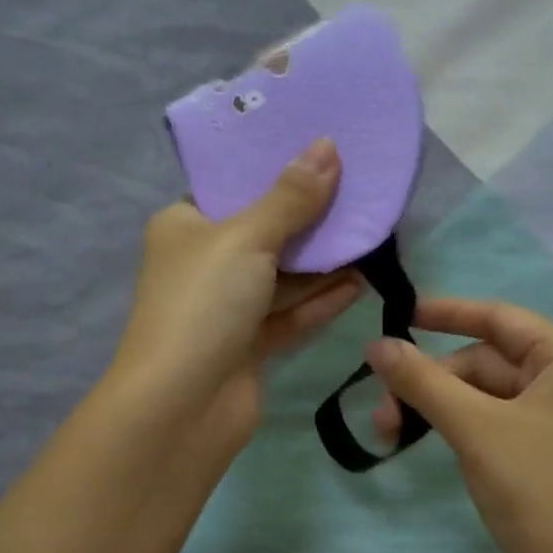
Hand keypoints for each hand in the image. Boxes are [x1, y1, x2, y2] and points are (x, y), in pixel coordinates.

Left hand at [112, 139, 363, 452]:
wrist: (181, 406)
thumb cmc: (204, 303)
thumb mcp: (246, 238)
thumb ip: (291, 198)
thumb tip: (328, 147)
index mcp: (185, 226)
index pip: (232, 188)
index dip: (274, 170)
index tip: (322, 151)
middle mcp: (203, 264)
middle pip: (264, 232)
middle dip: (309, 220)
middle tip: (360, 195)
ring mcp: (226, 309)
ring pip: (281, 277)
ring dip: (323, 264)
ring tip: (371, 239)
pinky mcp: (248, 346)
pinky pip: (289, 315)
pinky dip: (319, 301)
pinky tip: (358, 284)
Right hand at [365, 298, 552, 552]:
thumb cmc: (538, 490)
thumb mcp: (474, 427)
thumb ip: (422, 380)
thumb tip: (375, 344)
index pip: (501, 318)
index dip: (447, 313)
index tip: (399, 313)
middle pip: (487, 360)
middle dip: (431, 380)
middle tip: (382, 409)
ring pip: (485, 394)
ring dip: (437, 406)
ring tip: (390, 432)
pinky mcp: (546, 451)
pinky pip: (494, 421)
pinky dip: (458, 425)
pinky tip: (426, 439)